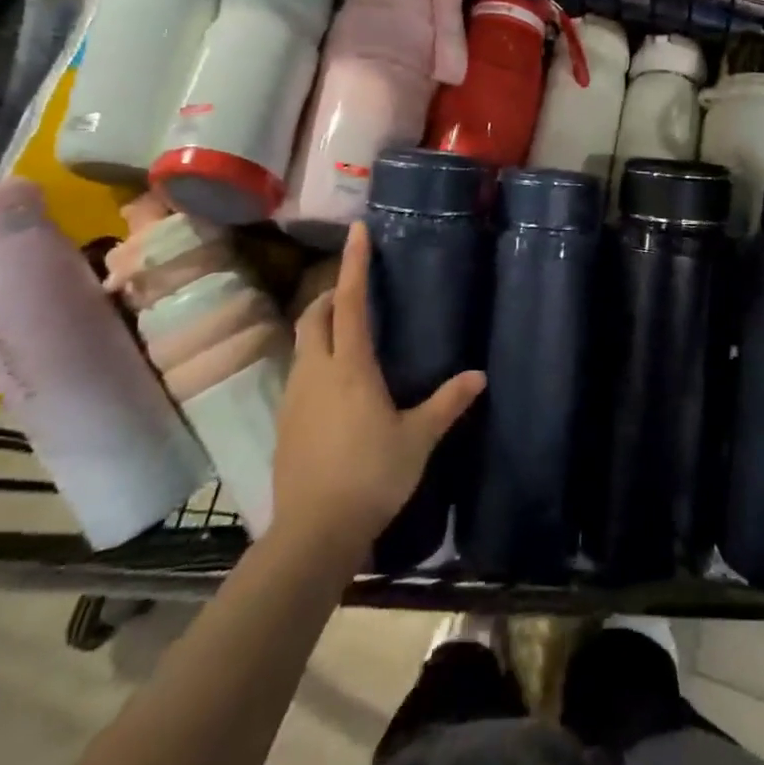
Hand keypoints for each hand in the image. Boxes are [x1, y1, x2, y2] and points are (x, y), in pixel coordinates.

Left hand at [273, 223, 484, 551]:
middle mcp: (316, 372)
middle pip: (313, 318)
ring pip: (302, 346)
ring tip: (347, 336)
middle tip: (352, 291)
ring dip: (320, 329)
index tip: (357, 231)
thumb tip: (479, 376)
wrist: (313, 533)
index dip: (353, 264)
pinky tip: (335, 386)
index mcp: (350, 367)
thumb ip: (447, 404)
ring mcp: (293, 398)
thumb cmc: (371, 476)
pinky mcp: (284, 423)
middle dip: (328, 295)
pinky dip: (315, 361)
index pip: (348, 302)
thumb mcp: (417, 439)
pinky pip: (298, 374)